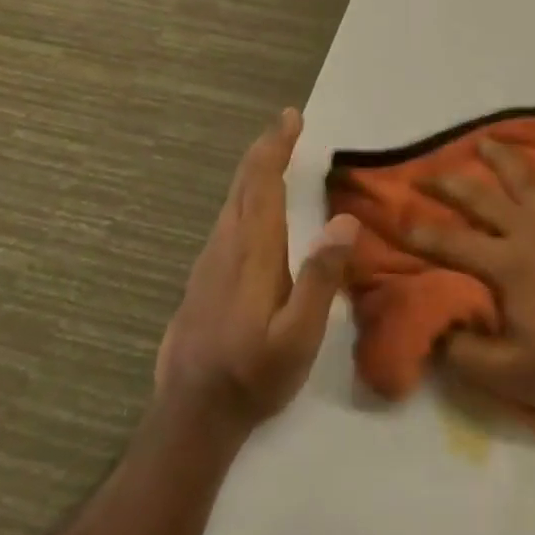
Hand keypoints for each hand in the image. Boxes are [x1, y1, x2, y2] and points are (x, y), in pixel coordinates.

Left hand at [155, 109, 358, 437]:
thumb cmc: (253, 376)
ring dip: (254, 172)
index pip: (261, 184)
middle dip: (265, 150)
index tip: (291, 117)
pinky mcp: (203, 280)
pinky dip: (245, 197)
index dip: (275, 147)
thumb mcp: (299, 336)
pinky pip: (226, 221)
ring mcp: (208, 263)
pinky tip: (254, 209)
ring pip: (231, 202)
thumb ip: (321, 277)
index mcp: (251, 252)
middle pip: (242, 185)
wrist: (191, 417)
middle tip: (288, 125)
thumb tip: (344, 220)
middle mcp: (225, 247)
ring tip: (276, 156)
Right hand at [411, 137, 534, 420]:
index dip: (420, 232)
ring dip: (503, 157)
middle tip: (426, 173)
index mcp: (507, 265)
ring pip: (527, 178)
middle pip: (481, 198)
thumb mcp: (509, 376)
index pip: (451, 242)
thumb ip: (464, 352)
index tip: (397, 220)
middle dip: (448, 183)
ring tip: (485, 140)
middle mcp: (531, 231)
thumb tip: (435, 328)